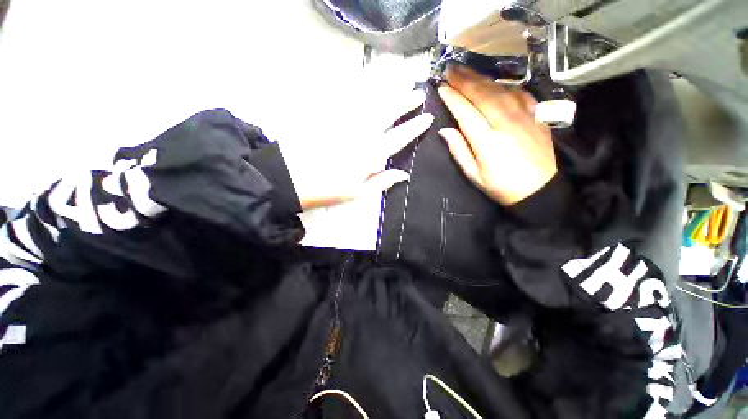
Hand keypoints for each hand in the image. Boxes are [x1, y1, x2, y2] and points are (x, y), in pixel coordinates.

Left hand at [285, 90, 433, 209]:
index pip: (398, 138)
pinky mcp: (328, 113)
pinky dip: (361, 86)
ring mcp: (344, 121)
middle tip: (419, 93)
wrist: (290, 177)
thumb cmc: (326, 190)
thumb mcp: (357, 193)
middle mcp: (361, 134)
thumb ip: (381, 182)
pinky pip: (348, 95)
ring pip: (371, 100)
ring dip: (389, 90)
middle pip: (388, 113)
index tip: (427, 117)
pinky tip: (370, 80)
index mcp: (369, 155)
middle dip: (405, 102)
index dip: (414, 127)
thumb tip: (403, 174)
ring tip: (402, 80)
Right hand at [437, 65, 557, 204]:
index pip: (466, 113)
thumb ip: (459, 151)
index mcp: (488, 142)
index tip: (441, 87)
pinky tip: (494, 83)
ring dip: (481, 79)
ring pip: (500, 90)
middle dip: (464, 81)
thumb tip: (444, 130)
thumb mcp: (474, 175)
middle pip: (483, 95)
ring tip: (466, 71)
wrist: (539, 189)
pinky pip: (519, 93)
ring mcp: (525, 116)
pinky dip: (503, 85)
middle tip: (450, 70)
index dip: (453, 98)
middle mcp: (506, 124)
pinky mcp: (537, 115)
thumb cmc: (501, 186)